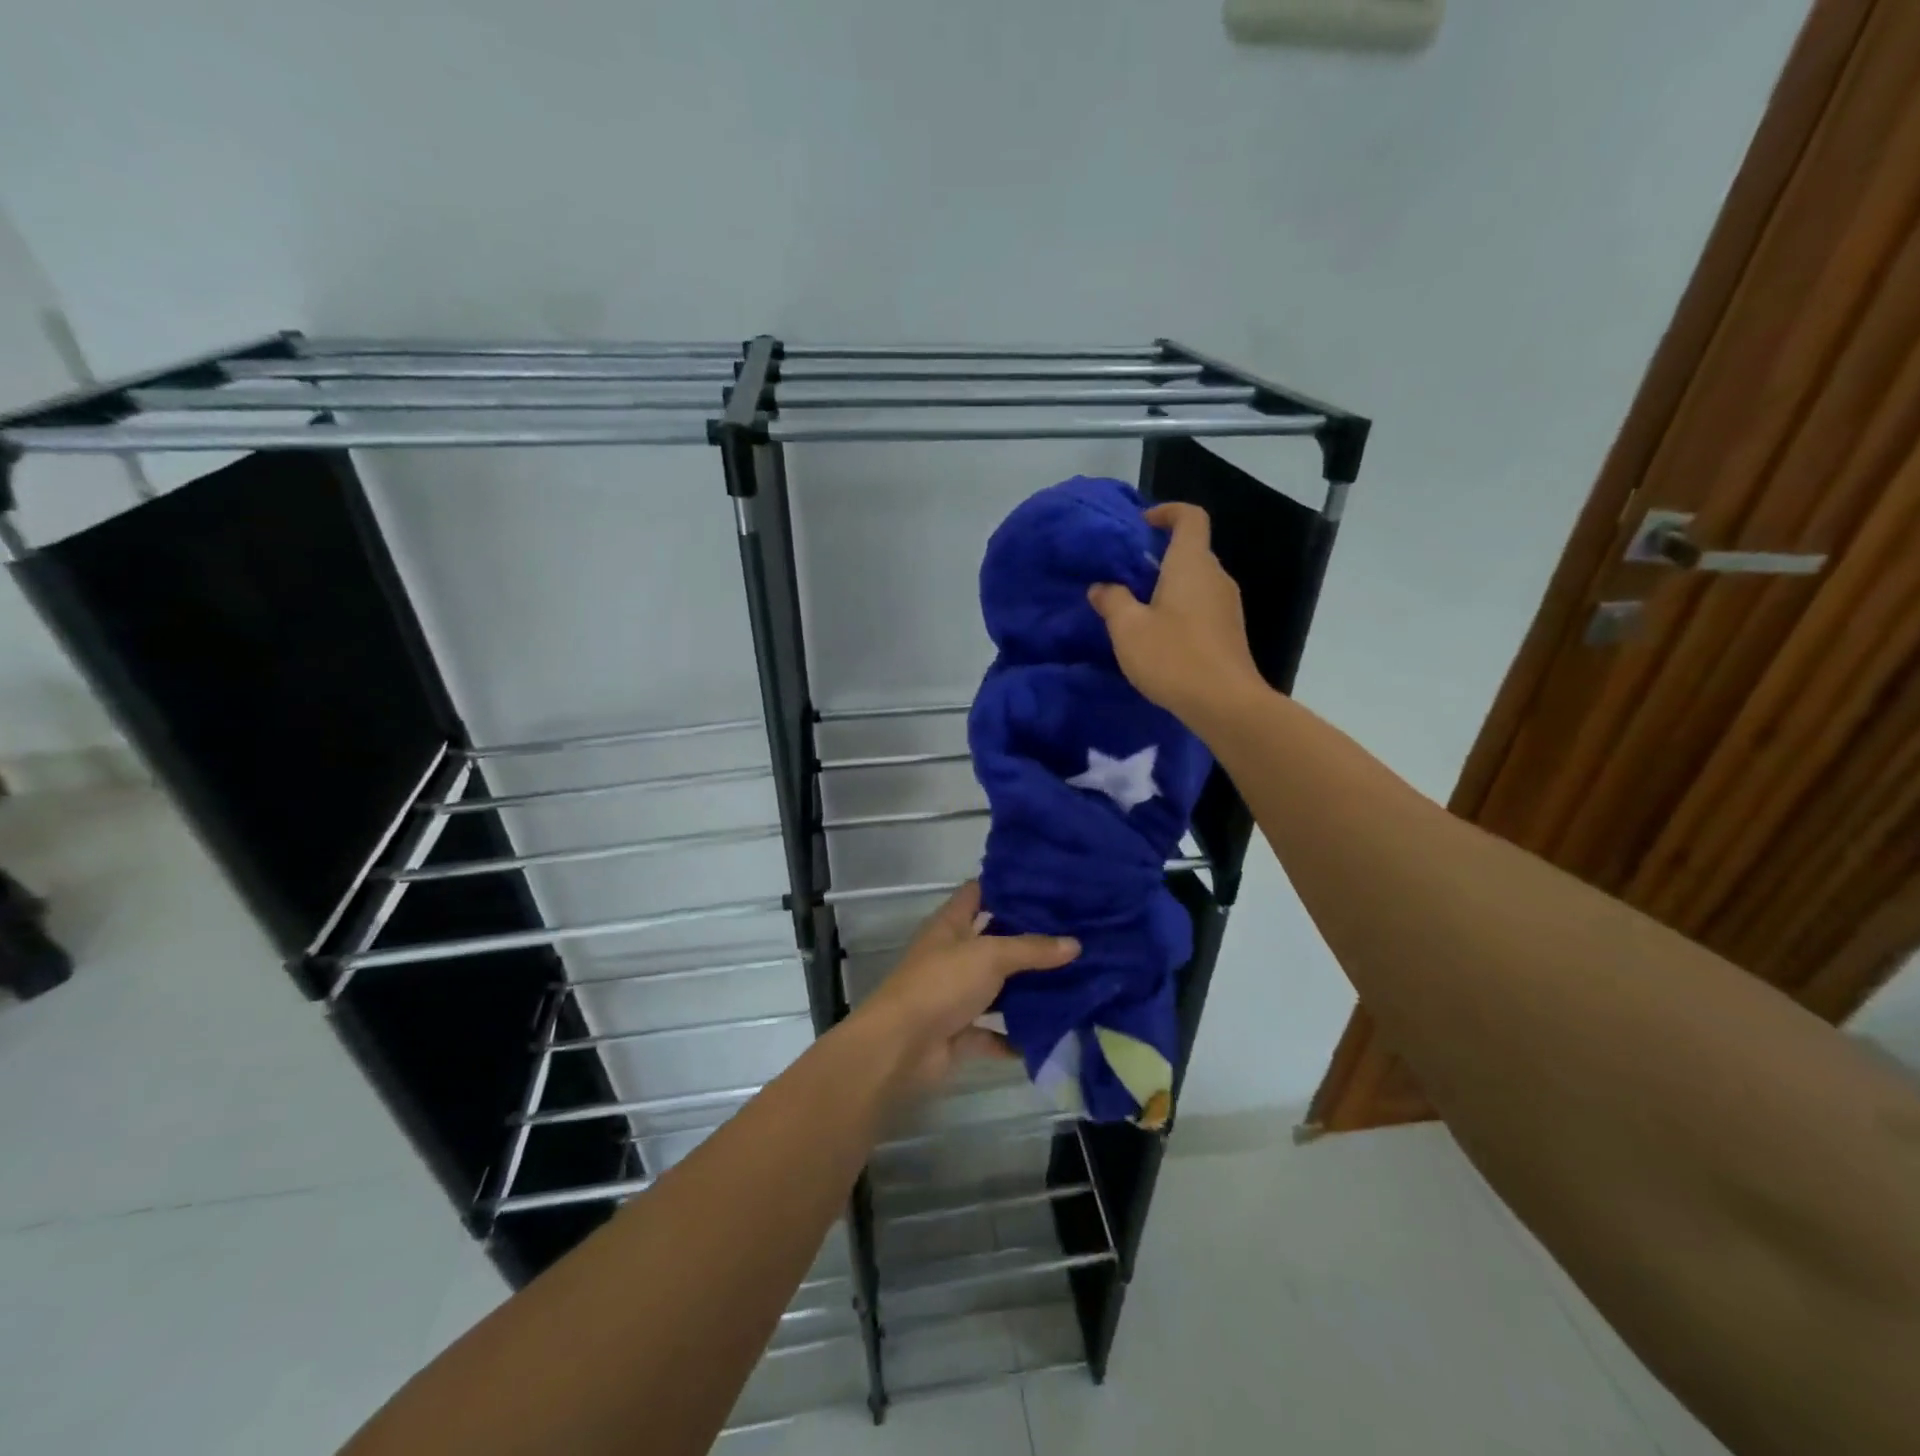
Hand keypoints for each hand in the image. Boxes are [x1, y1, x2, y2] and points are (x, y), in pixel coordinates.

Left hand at [851, 881, 1078, 1096]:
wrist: (901, 1047)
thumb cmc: (941, 984)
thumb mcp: (990, 956)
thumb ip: (1031, 949)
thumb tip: (1075, 944)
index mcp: (950, 924)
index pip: (978, 892)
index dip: (1007, 885)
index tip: (1046, 885)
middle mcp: (952, 954)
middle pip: (993, 939)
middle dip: (1028, 939)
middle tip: (1073, 932)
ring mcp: (955, 994)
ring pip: (997, 986)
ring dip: (1026, 988)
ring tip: (1073, 978)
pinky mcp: (959, 1031)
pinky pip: (994, 1031)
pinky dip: (1016, 1034)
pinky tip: (1052, 1030)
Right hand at [1088, 502, 1263, 727]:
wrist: (1224, 703)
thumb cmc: (1173, 657)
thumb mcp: (1128, 629)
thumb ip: (1112, 601)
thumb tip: (1101, 587)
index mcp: (1192, 564)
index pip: (1190, 517)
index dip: (1167, 512)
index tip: (1142, 525)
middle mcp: (1215, 576)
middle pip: (1191, 550)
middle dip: (1159, 555)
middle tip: (1126, 574)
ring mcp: (1227, 605)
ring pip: (1195, 581)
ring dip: (1168, 585)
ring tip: (1136, 608)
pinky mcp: (1229, 631)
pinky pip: (1201, 605)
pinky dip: (1180, 608)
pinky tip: (1158, 636)